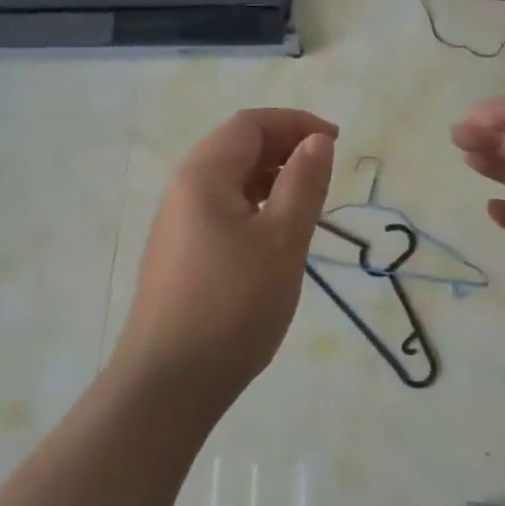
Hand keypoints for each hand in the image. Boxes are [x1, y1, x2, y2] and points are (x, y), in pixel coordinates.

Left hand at [116, 109, 336, 411]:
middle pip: (236, 148)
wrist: (168, 382)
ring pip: (229, 182)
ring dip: (270, 180)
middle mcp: (182, 189)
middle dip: (283, 149)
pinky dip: (253, 208)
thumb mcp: (281, 240)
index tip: (335, 142)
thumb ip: (303, 183)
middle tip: (324, 173)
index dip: (295, 123)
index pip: (250, 124)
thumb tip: (317, 140)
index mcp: (203, 174)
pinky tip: (274, 237)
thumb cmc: (233, 304)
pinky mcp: (179, 254)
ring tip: (306, 205)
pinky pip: (220, 211)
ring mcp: (176, 224)